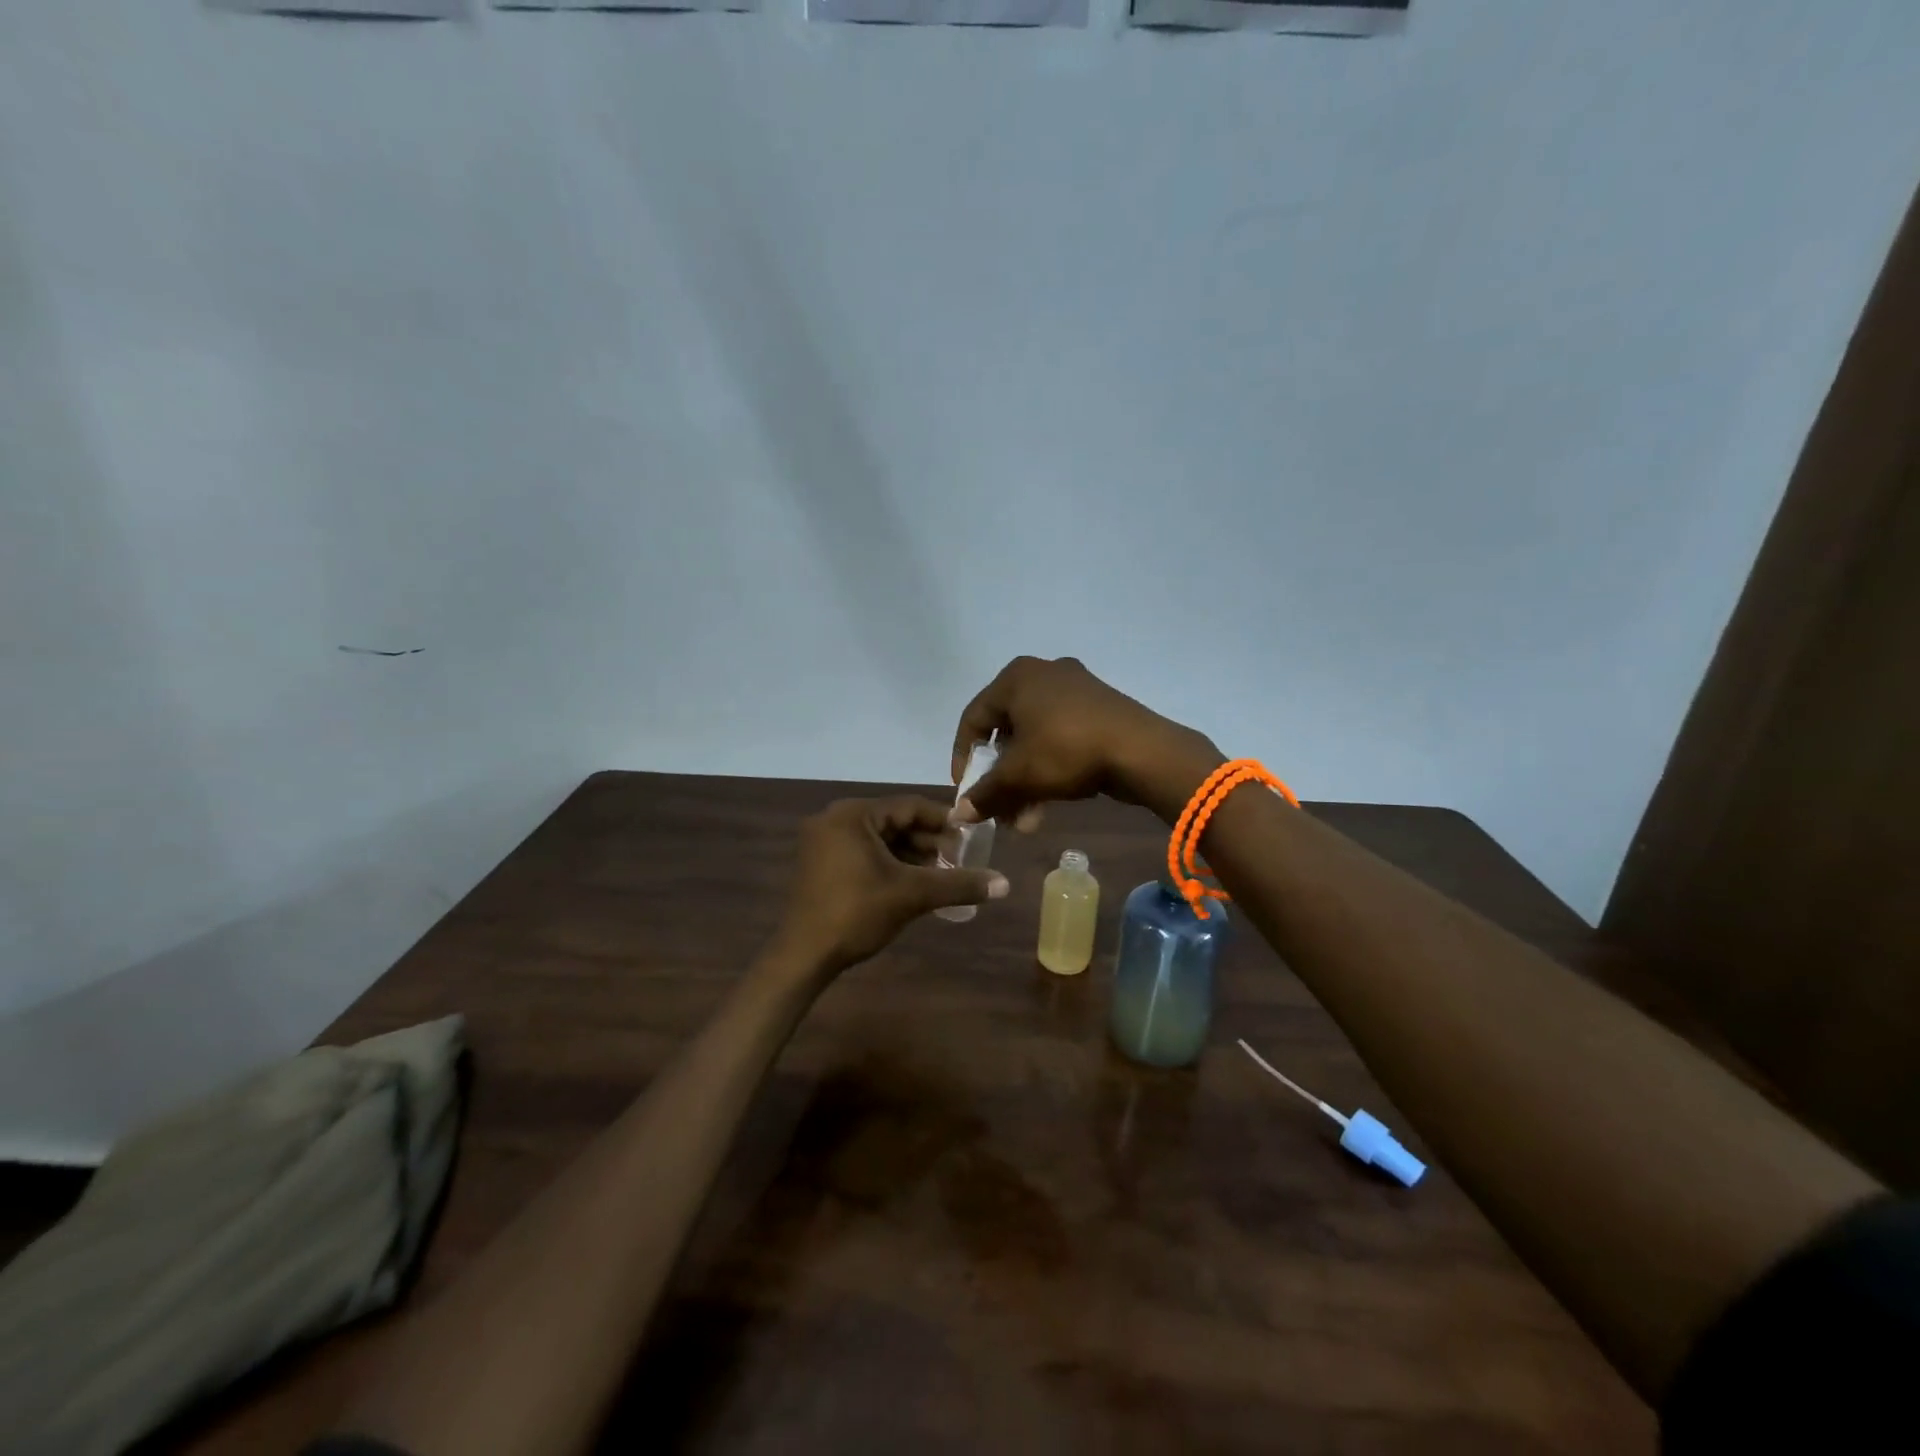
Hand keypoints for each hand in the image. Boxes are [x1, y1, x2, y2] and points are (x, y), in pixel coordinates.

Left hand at [767, 797, 1008, 977]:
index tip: (972, 836)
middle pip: (894, 821)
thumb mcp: (912, 894)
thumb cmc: (857, 913)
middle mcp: (835, 819)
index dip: (944, 820)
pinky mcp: (821, 864)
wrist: (804, 956)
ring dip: (912, 855)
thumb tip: (1005, 884)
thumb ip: (959, 884)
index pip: (909, 806)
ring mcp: (824, 842)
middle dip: (929, 841)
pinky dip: (891, 864)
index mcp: (853, 814)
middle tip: (960, 859)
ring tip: (943, 874)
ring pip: (881, 840)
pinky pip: (865, 853)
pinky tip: (915, 883)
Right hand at [951, 656, 1221, 826]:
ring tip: (1026, 822)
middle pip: (1007, 733)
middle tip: (999, 811)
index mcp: (1016, 678)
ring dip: (1025, 783)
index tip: (966, 792)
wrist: (1142, 751)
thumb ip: (984, 793)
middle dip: (1001, 780)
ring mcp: (1075, 690)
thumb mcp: (1019, 776)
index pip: (974, 719)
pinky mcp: (1099, 709)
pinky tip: (1049, 805)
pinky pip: (1061, 739)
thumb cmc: (1066, 750)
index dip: (963, 759)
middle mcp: (1043, 675)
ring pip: (1035, 740)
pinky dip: (1050, 769)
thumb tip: (959, 813)